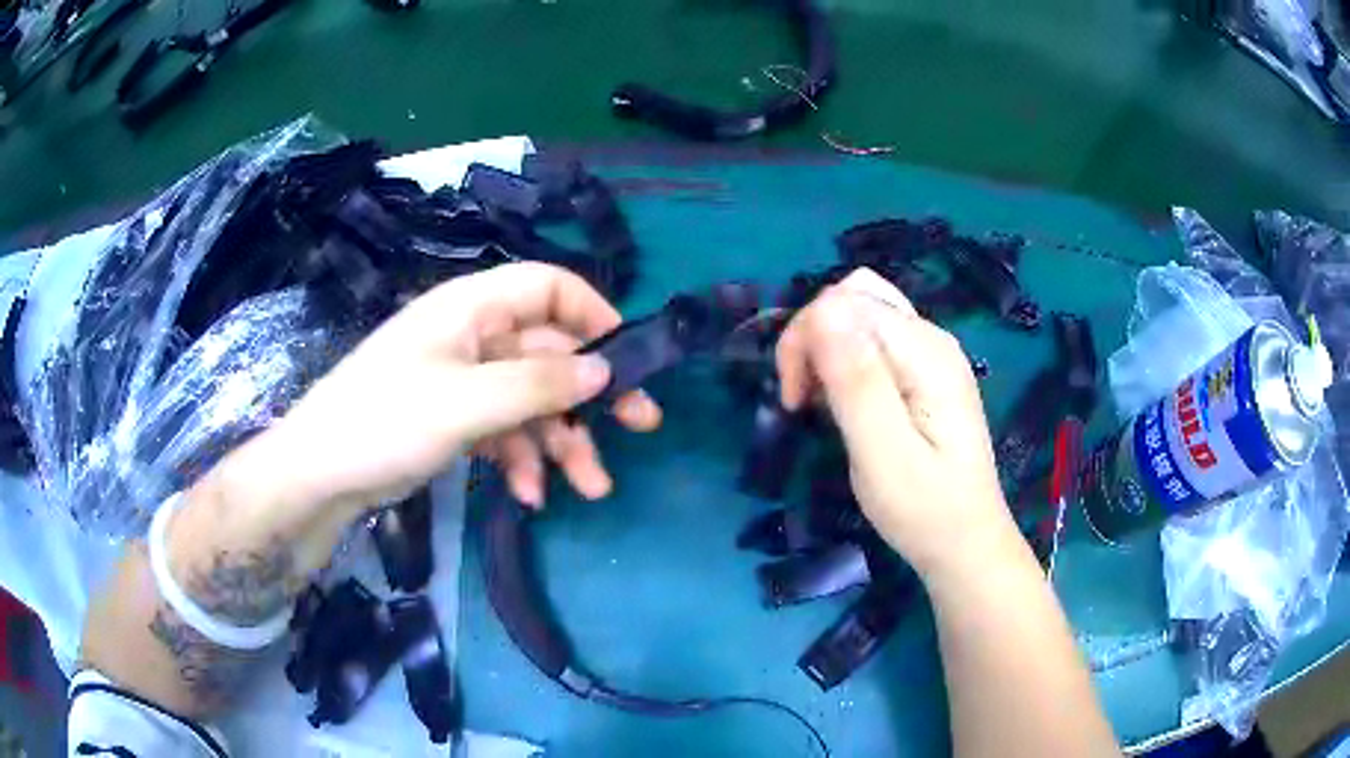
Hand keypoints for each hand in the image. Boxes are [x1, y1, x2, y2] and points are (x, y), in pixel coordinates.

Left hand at [254, 263, 660, 515]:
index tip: (627, 358)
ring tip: (589, 489)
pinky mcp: (454, 418)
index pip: (548, 287)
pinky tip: (527, 496)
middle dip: (589, 396)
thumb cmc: (384, 421)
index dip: (593, 314)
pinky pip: (504, 430)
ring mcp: (463, 380)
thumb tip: (604, 370)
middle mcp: (472, 335)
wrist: (320, 474)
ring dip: (560, 443)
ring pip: (531, 401)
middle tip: (640, 428)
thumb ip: (537, 385)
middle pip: (548, 353)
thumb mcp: (465, 403)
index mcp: (472, 308)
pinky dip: (521, 459)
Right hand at [775, 269, 1021, 583]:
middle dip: (813, 337)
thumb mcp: (883, 454)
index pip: (846, 302)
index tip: (794, 402)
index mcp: (926, 352)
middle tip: (803, 399)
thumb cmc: (924, 511)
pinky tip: (844, 402)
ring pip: (860, 314)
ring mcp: (932, 353)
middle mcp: (932, 338)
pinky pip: (872, 341)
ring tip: (820, 402)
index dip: (806, 340)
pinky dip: (844, 360)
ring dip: (826, 348)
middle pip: (854, 297)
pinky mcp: (925, 373)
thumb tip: (823, 308)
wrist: (966, 544)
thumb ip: (856, 381)